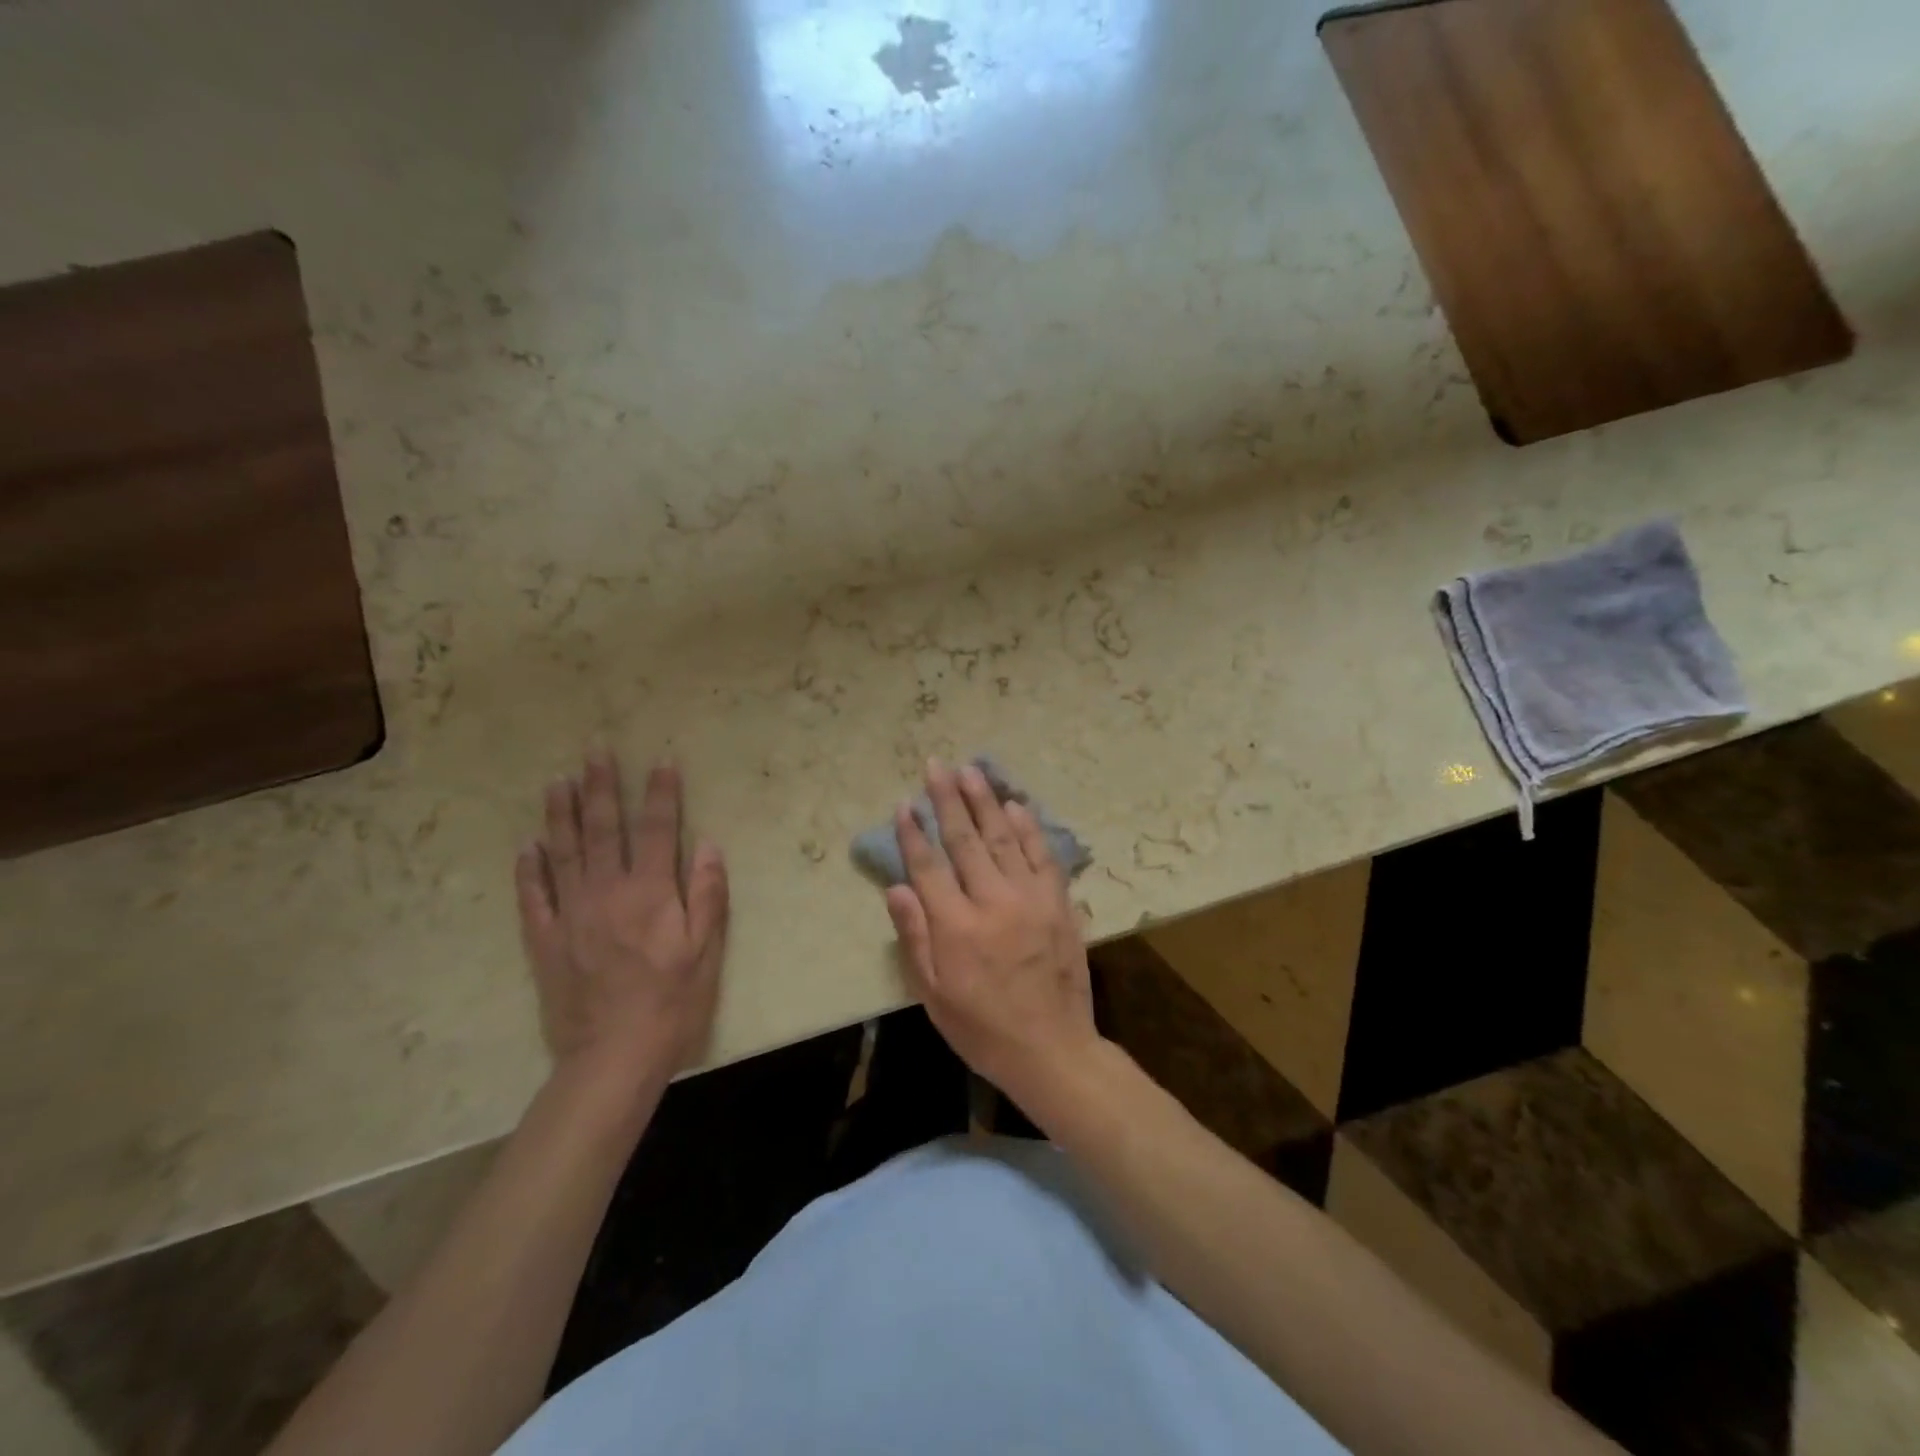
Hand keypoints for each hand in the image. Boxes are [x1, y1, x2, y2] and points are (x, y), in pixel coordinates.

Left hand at [515, 753, 728, 1088]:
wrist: (614, 1056)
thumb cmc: (672, 1002)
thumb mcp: (707, 950)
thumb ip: (707, 894)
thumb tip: (708, 845)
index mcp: (650, 893)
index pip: (657, 829)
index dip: (661, 793)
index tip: (660, 760)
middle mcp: (607, 892)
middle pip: (603, 829)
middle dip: (601, 786)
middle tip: (594, 750)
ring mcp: (570, 915)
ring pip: (563, 853)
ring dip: (561, 814)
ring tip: (558, 781)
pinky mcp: (545, 941)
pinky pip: (533, 897)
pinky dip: (529, 869)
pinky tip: (528, 845)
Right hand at [884, 760, 1101, 1112]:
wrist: (1053, 1050)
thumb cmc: (982, 1029)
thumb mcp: (934, 996)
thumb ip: (915, 938)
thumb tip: (897, 887)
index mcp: (957, 928)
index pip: (929, 867)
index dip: (913, 833)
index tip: (903, 803)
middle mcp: (993, 902)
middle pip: (965, 840)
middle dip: (948, 799)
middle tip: (937, 765)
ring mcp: (1031, 899)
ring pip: (1003, 838)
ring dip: (985, 801)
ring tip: (971, 771)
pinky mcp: (1059, 903)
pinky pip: (1042, 856)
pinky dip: (1029, 828)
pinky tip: (1016, 805)